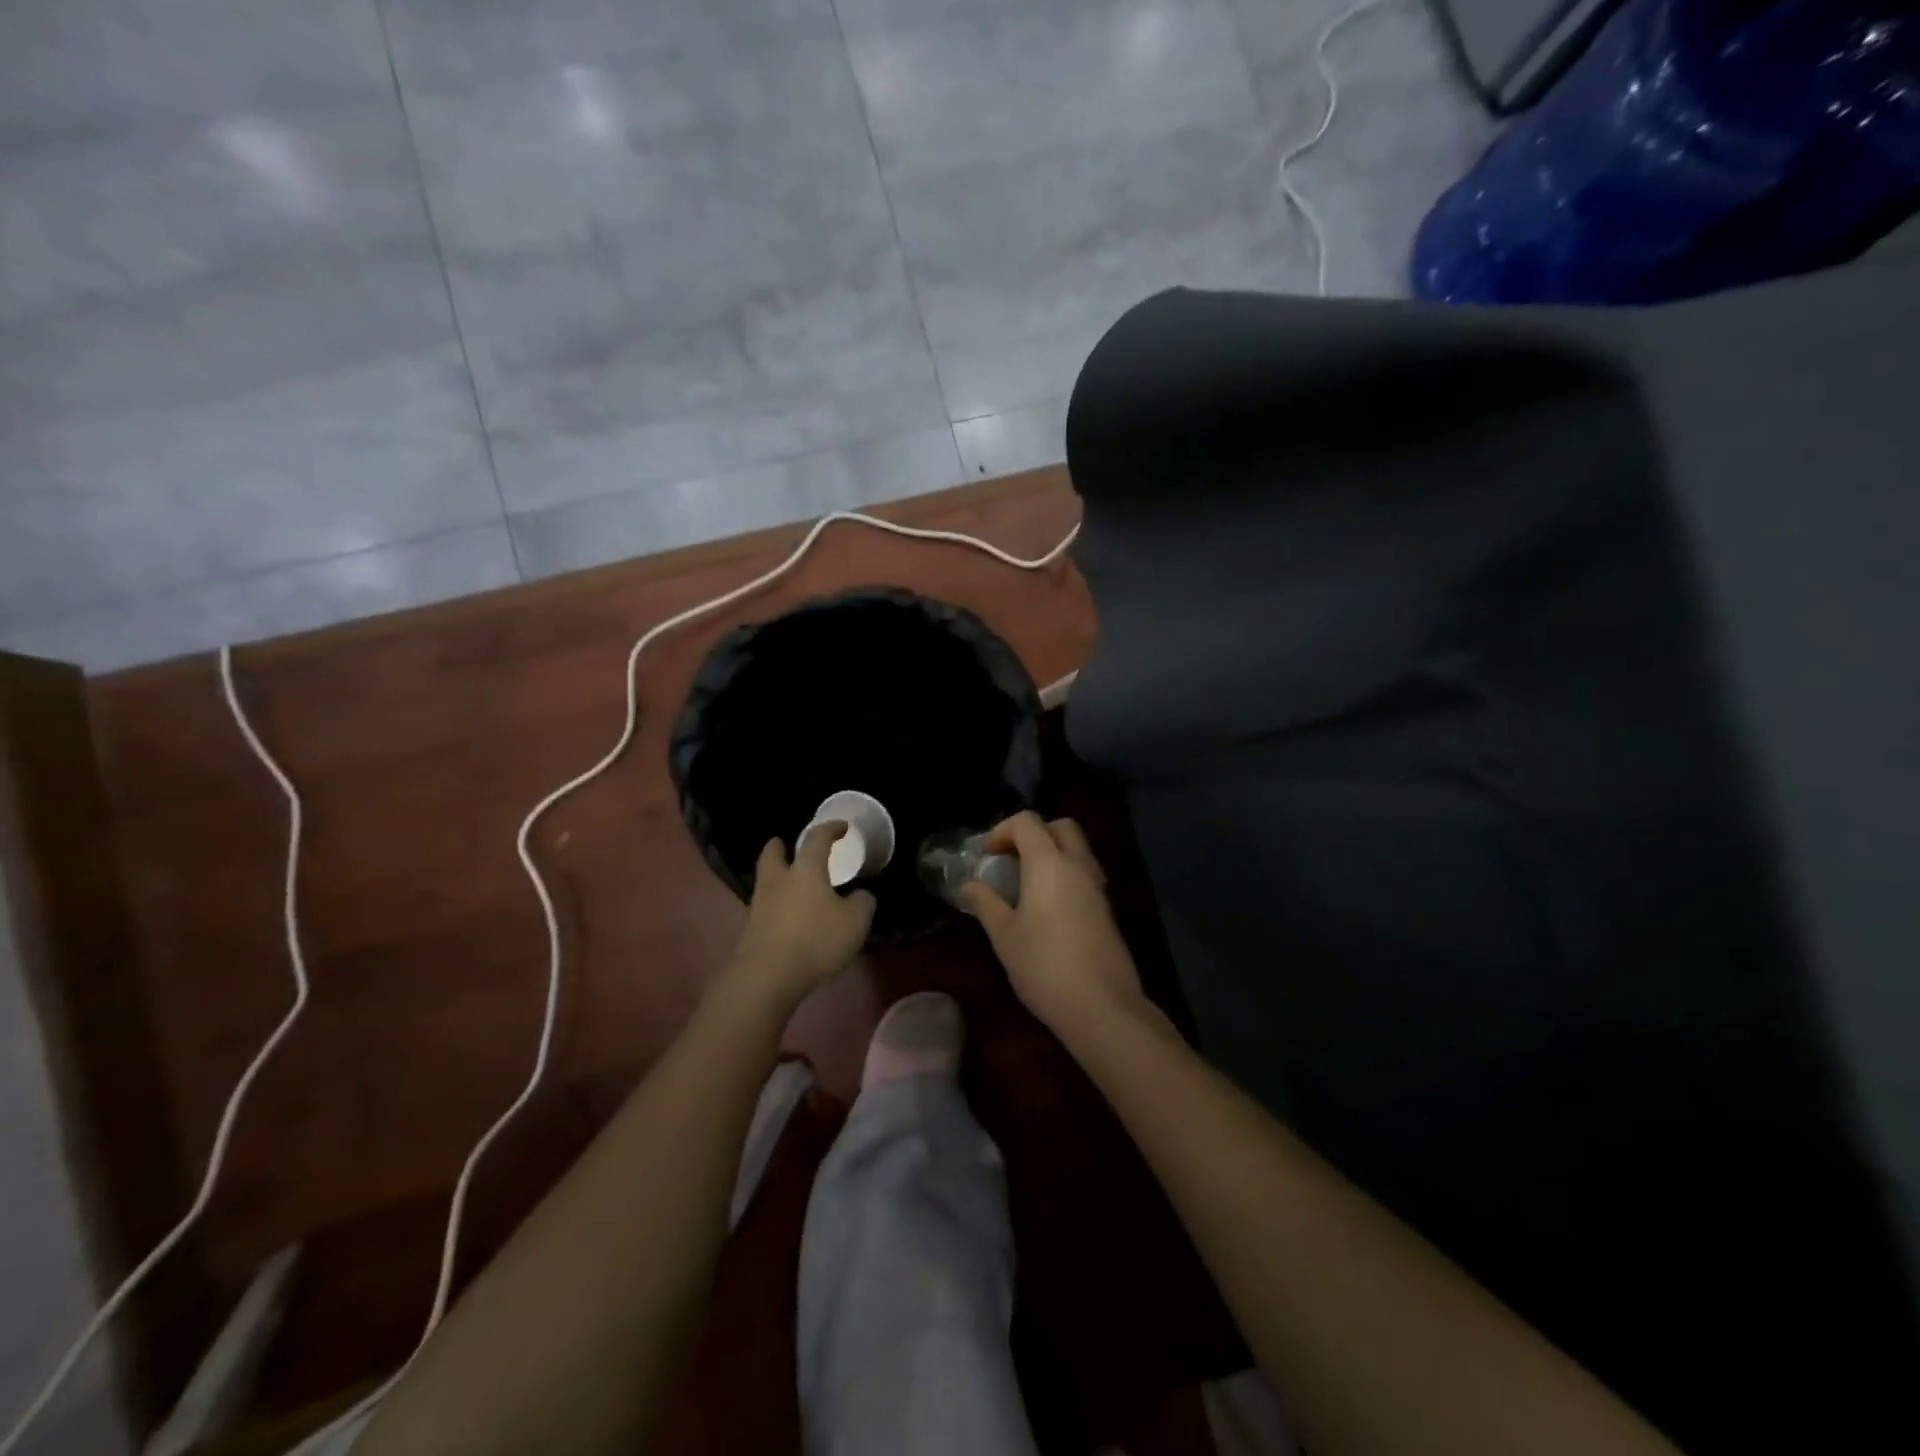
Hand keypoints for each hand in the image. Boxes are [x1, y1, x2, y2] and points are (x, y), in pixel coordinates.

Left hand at [725, 826, 875, 1011]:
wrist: (767, 977)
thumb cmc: (816, 940)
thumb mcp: (855, 922)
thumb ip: (862, 903)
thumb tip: (861, 895)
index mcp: (805, 870)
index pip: (817, 839)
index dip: (830, 829)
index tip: (841, 827)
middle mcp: (778, 881)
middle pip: (772, 854)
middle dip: (780, 847)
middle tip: (787, 845)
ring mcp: (759, 905)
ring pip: (766, 881)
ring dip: (777, 877)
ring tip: (793, 884)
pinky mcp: (751, 930)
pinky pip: (765, 908)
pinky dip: (777, 905)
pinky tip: (789, 917)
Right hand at [962, 812, 1144, 1040]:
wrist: (1102, 1007)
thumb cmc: (1044, 966)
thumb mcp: (1004, 936)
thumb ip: (986, 903)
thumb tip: (970, 884)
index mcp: (1049, 863)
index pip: (1027, 822)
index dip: (1002, 831)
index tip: (986, 856)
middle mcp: (1078, 865)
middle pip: (1061, 826)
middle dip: (1033, 833)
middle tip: (1011, 860)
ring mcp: (1097, 887)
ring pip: (1077, 849)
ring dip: (1052, 853)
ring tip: (1026, 883)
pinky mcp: (1107, 909)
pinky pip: (1085, 873)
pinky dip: (1066, 874)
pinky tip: (1048, 907)